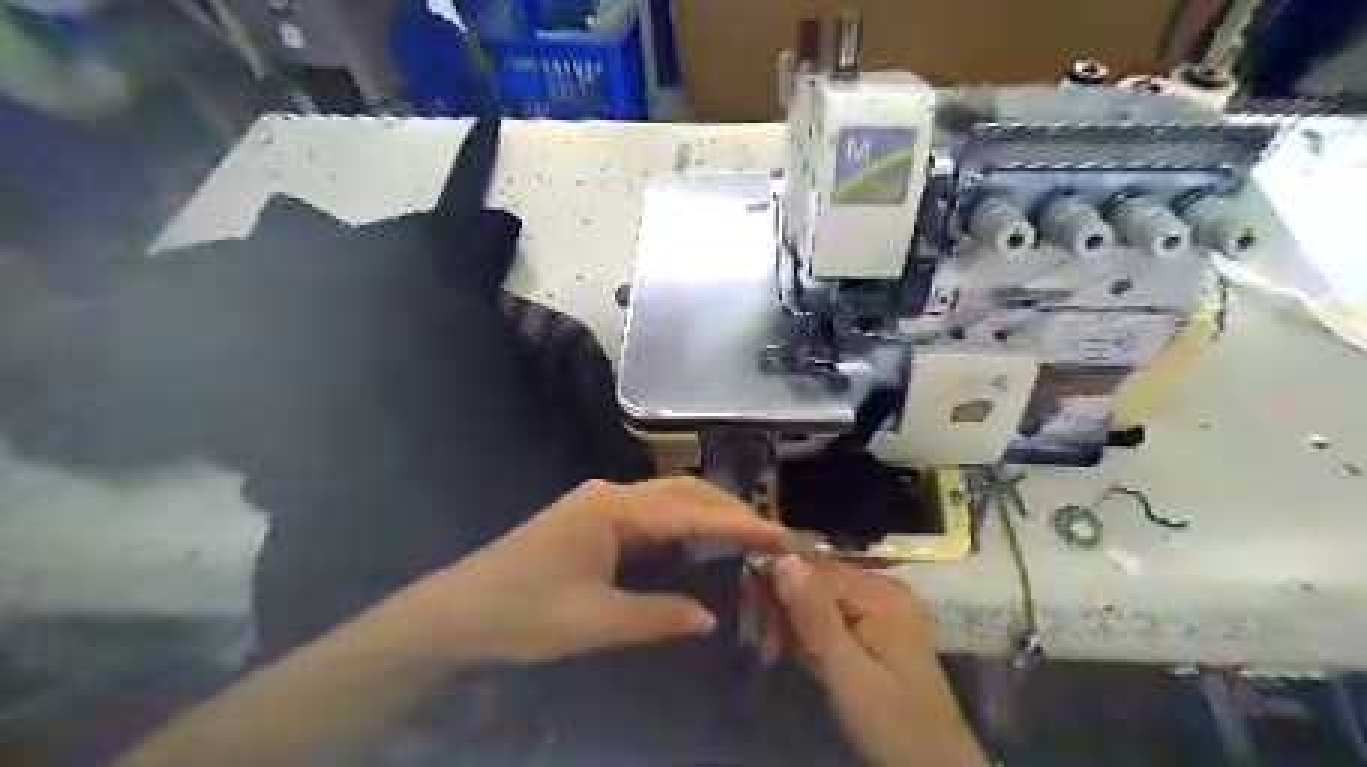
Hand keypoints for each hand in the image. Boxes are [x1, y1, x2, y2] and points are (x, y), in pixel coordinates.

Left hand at [379, 480, 784, 664]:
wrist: (456, 613)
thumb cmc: (522, 614)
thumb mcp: (594, 623)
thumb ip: (657, 616)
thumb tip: (712, 618)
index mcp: (613, 510)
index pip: (690, 512)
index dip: (738, 524)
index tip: (780, 536)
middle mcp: (612, 495)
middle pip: (684, 494)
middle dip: (730, 512)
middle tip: (772, 537)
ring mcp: (601, 503)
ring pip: (669, 500)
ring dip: (709, 515)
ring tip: (748, 538)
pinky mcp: (594, 518)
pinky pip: (651, 515)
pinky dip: (683, 526)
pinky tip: (700, 546)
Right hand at [774, 556, 989, 766]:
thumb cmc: (890, 722)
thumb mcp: (846, 669)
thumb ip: (814, 613)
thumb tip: (783, 558)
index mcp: (880, 592)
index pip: (815, 570)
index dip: (783, 591)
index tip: (764, 627)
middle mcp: (884, 591)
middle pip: (820, 583)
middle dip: (790, 610)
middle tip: (772, 646)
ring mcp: (885, 612)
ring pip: (825, 601)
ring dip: (800, 624)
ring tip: (785, 653)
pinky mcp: (882, 633)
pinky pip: (839, 618)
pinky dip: (819, 635)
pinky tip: (811, 657)